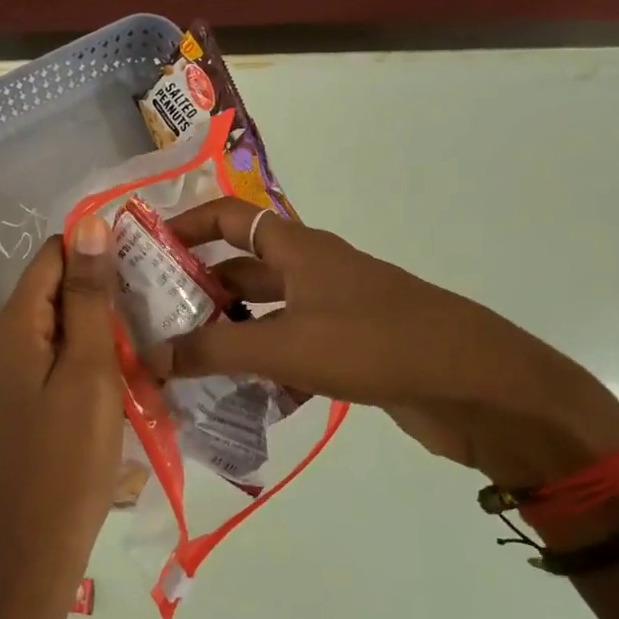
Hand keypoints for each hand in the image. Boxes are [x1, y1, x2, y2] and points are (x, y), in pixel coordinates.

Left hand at [0, 217, 122, 618]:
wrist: (33, 550)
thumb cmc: (69, 458)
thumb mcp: (89, 370)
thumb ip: (89, 297)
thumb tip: (88, 224)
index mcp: (11, 326)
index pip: (53, 256)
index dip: (97, 253)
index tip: (146, 270)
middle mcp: (0, 342)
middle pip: (54, 290)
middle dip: (102, 293)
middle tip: (155, 310)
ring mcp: (7, 376)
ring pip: (59, 327)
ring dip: (100, 329)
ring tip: (146, 344)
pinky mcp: (20, 403)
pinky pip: (55, 360)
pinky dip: (88, 360)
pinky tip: (121, 378)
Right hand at [149, 199, 618, 504]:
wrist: (473, 384)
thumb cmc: (374, 343)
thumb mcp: (285, 344)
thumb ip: (214, 350)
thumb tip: (150, 358)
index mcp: (298, 249)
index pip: (229, 217)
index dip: (186, 224)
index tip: (145, 249)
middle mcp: (313, 271)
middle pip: (243, 270)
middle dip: (199, 291)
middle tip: (152, 322)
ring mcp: (334, 311)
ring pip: (266, 316)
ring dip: (229, 335)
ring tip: (183, 366)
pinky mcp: (351, 350)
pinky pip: (293, 351)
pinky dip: (266, 369)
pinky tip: (241, 400)